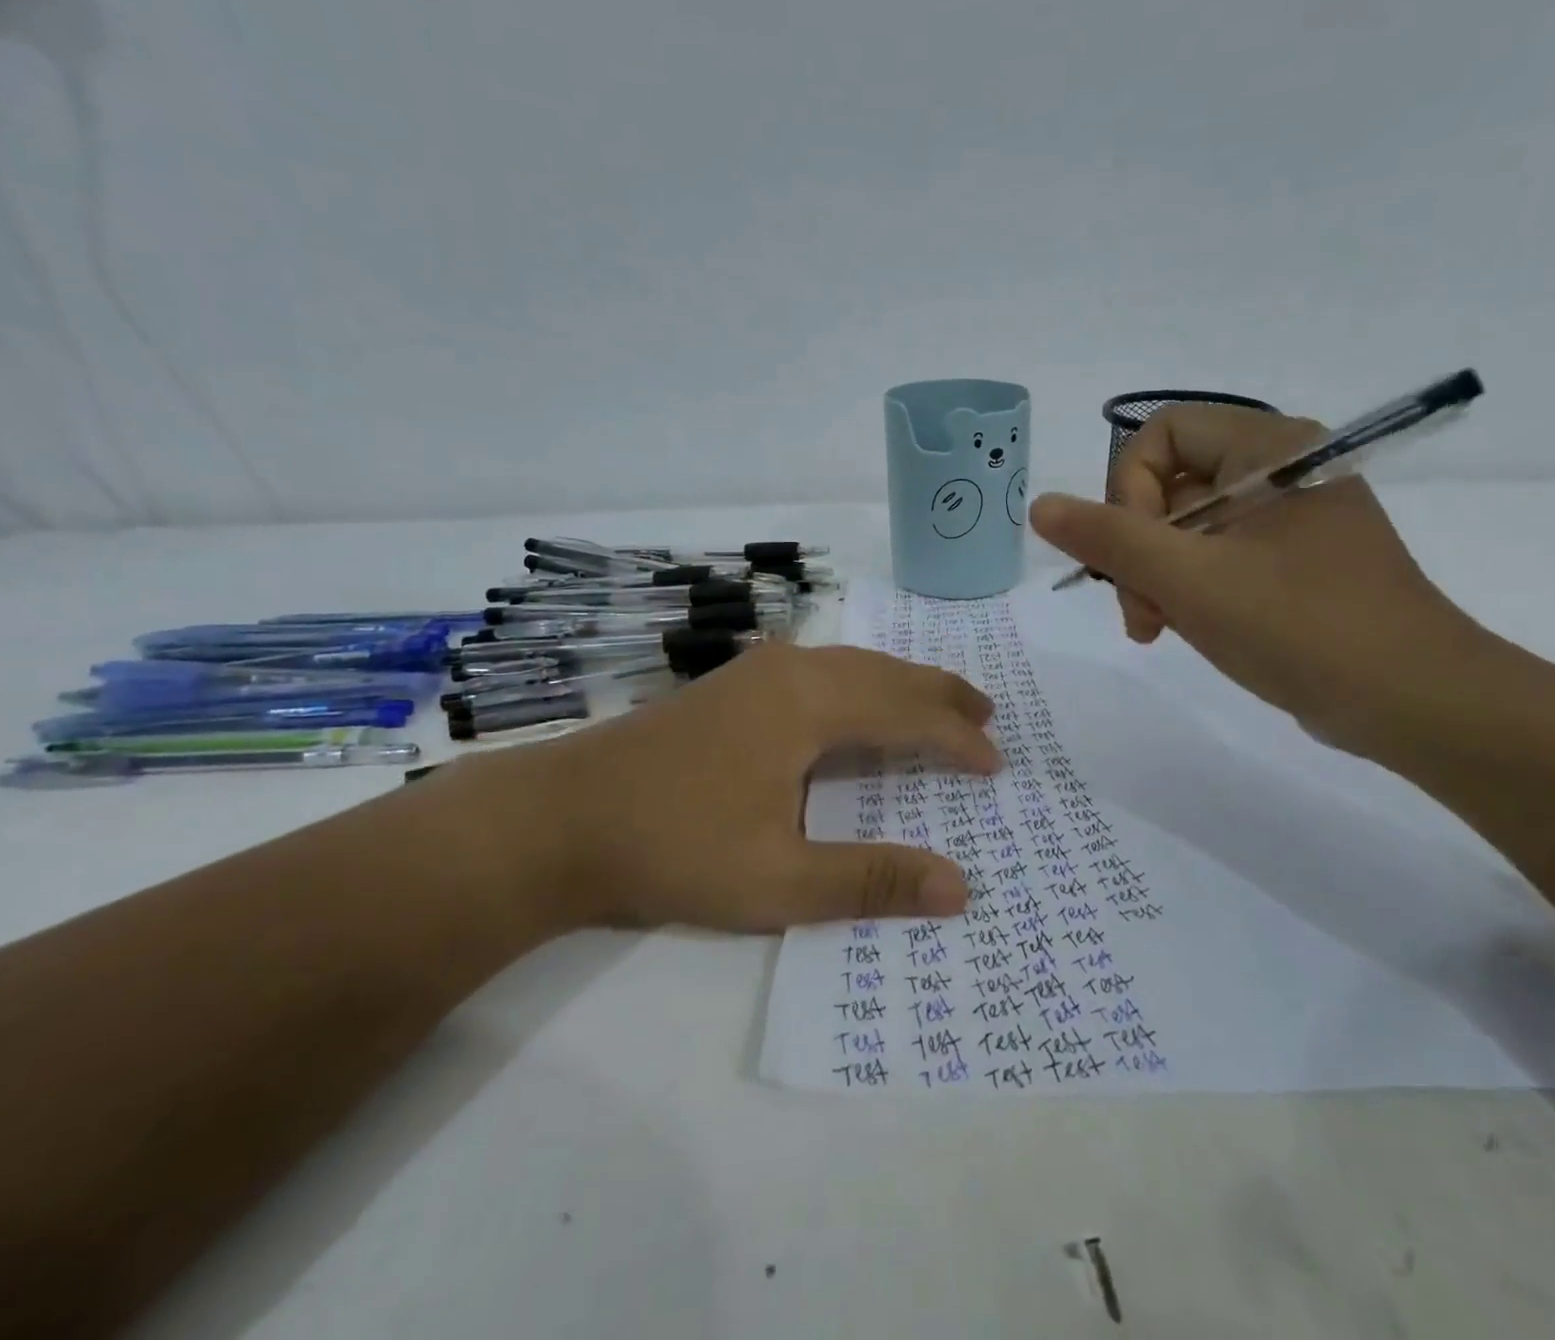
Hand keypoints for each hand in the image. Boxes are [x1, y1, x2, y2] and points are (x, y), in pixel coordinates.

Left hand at [478, 641, 1000, 932]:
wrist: (559, 816)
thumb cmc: (673, 845)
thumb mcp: (777, 880)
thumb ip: (870, 881)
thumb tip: (960, 889)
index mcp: (810, 703)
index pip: (908, 713)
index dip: (957, 739)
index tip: (995, 765)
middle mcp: (792, 669)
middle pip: (887, 673)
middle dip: (940, 695)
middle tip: (986, 717)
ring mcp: (758, 670)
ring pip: (854, 665)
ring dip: (901, 685)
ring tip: (939, 706)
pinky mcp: (735, 682)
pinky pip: (824, 670)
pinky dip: (864, 685)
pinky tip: (861, 705)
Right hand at [1028, 405, 1483, 747]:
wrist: (1414, 703)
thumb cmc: (1300, 626)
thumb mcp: (1189, 580)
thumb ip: (1109, 538)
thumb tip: (1040, 505)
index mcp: (1269, 449)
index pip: (1161, 436)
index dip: (1126, 490)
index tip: (1134, 556)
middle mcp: (1280, 472)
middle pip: (1169, 486)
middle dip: (1137, 549)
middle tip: (1139, 612)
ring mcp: (1288, 522)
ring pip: (1187, 529)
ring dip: (1156, 577)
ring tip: (1155, 629)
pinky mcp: (1292, 565)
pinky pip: (1216, 559)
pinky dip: (1187, 590)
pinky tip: (1182, 630)